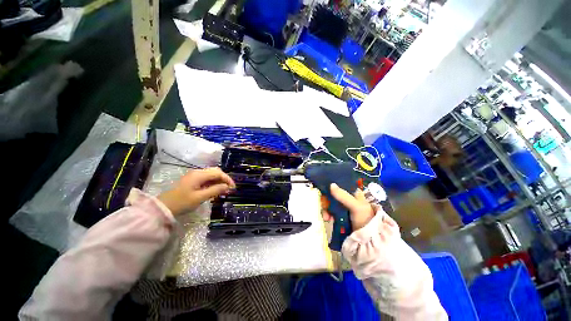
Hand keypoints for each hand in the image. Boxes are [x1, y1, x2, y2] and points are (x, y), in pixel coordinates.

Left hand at [158, 167, 235, 215]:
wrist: (163, 207)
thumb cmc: (182, 202)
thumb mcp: (200, 197)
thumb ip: (215, 190)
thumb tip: (227, 186)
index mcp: (199, 175)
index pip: (218, 173)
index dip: (227, 179)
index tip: (233, 187)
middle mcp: (197, 172)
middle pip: (215, 172)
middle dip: (224, 179)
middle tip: (229, 188)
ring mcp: (194, 176)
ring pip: (211, 175)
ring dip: (219, 181)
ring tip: (224, 190)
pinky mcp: (192, 180)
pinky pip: (206, 179)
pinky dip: (213, 183)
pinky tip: (215, 190)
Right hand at [322, 183, 375, 230]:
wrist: (368, 239)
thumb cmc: (364, 219)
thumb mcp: (355, 206)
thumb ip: (343, 196)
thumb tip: (331, 185)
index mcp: (353, 193)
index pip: (340, 186)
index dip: (331, 187)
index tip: (325, 191)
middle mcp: (348, 199)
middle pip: (333, 195)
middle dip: (327, 201)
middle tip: (323, 206)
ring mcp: (344, 208)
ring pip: (331, 204)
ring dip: (326, 209)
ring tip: (326, 217)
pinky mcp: (340, 216)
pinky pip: (331, 212)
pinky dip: (328, 214)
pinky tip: (327, 219)